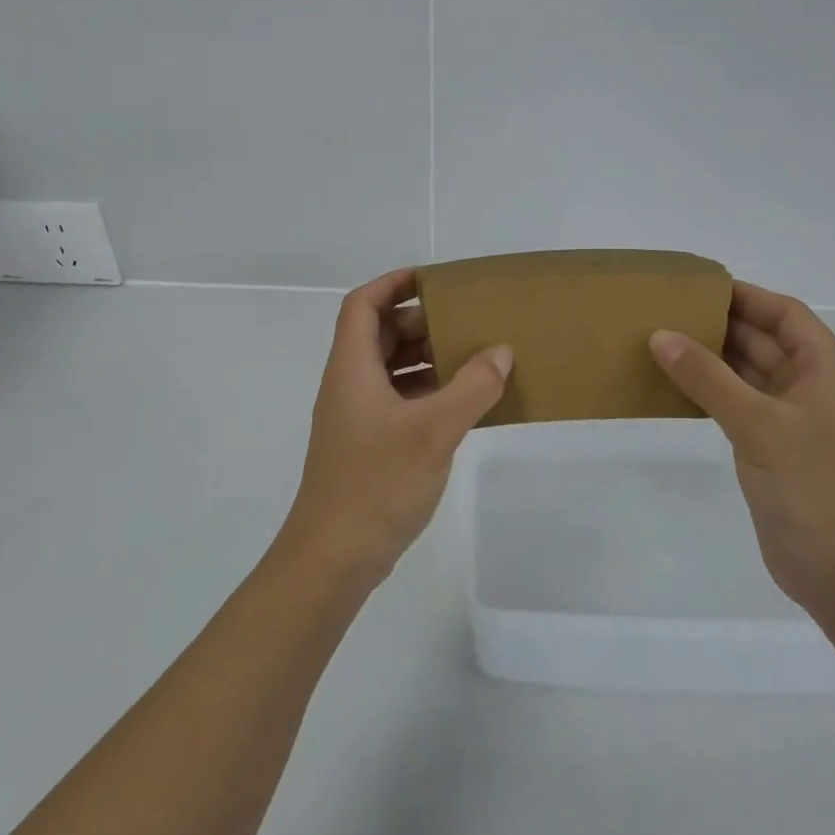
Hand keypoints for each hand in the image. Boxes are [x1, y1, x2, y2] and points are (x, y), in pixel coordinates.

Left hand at [279, 268, 512, 586]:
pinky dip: (427, 393)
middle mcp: (349, 385)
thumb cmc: (376, 483)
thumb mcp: (433, 431)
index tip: (434, 279)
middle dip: (420, 322)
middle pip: (379, 335)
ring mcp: (357, 417)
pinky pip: (399, 401)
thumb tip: (501, 353)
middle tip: (467, 323)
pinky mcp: (368, 445)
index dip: (393, 283)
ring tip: (473, 359)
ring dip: (426, 359)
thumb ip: (472, 389)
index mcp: (351, 368)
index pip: (363, 304)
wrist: (334, 556)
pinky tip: (462, 405)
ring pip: (390, 369)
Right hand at [650, 281, 834, 620]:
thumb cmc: (816, 489)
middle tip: (667, 312)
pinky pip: (739, 406)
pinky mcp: (775, 451)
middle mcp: (814, 390)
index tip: (698, 286)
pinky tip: (676, 389)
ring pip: (750, 375)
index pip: (787, 315)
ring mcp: (795, 423)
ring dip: (713, 359)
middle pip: (766, 341)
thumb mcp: (759, 424)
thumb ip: (708, 378)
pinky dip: (711, 392)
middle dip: (722, 325)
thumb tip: (660, 335)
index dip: (747, 296)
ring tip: (662, 343)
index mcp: (828, 372)